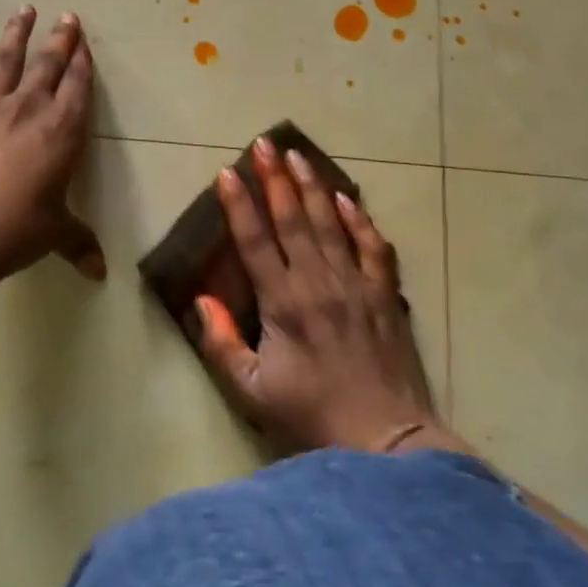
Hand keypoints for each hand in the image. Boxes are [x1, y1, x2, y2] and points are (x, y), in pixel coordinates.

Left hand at [0, 7, 103, 281]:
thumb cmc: (16, 229)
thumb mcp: (54, 234)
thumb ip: (78, 243)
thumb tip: (99, 273)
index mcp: (62, 129)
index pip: (78, 86)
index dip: (82, 62)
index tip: (84, 42)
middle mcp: (29, 107)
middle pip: (48, 63)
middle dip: (60, 38)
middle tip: (67, 16)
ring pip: (6, 58)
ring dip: (16, 32)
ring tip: (24, 8)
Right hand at [195, 137, 439, 453]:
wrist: (386, 443)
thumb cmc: (312, 418)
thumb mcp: (253, 392)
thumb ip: (222, 344)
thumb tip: (201, 300)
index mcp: (282, 303)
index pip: (255, 241)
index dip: (240, 205)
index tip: (228, 172)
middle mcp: (317, 282)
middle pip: (292, 219)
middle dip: (275, 178)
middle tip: (263, 143)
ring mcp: (355, 284)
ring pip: (329, 223)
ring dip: (311, 186)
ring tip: (297, 154)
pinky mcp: (385, 295)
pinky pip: (372, 246)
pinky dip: (359, 219)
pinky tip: (347, 197)